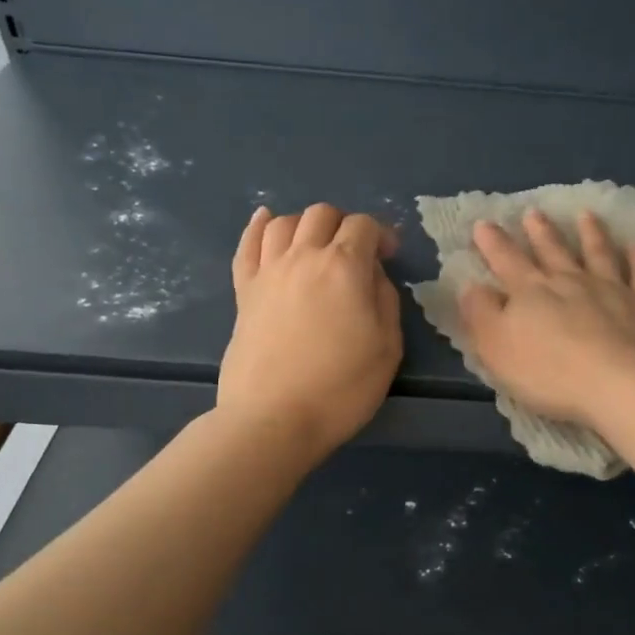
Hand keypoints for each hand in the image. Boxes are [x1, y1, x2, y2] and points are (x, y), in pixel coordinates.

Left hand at [220, 203, 402, 463]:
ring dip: (307, 225)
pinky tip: (266, 220)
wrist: (274, 419)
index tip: (390, 257)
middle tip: (356, 254)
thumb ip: (385, 299)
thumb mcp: (388, 346)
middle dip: (345, 225)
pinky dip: (258, 227)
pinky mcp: (244, 292)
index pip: (363, 225)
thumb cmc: (341, 387)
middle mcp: (303, 257)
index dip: (381, 234)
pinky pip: (247, 245)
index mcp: (344, 267)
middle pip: (322, 215)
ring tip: (317, 246)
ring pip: (284, 223)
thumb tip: (372, 275)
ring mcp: (268, 272)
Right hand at [457, 208, 634, 427]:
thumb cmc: (549, 373)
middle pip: (553, 251)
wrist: (620, 386)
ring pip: (599, 253)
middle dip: (540, 231)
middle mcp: (571, 281)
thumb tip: (471, 286)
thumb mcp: (497, 348)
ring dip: (591, 233)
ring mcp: (613, 289)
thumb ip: (480, 314)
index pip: (506, 260)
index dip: (493, 242)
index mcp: (532, 291)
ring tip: (586, 215)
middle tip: (533, 212)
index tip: (484, 223)